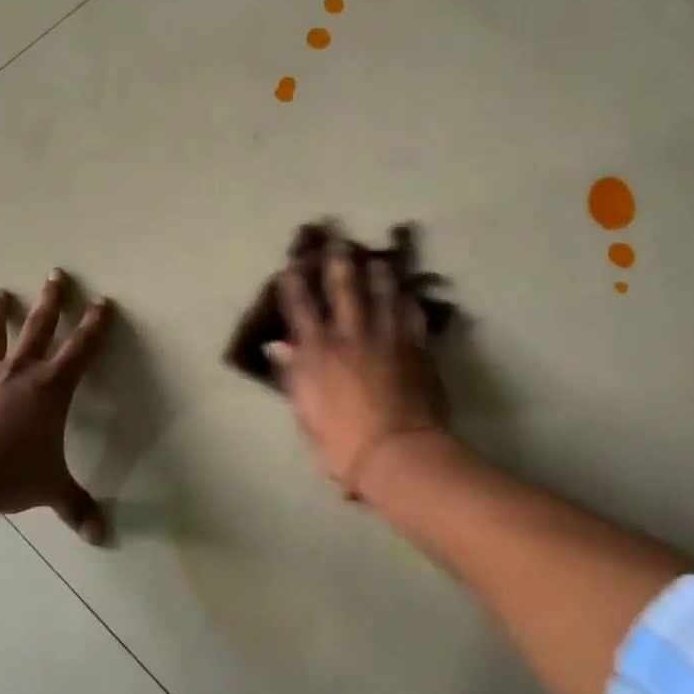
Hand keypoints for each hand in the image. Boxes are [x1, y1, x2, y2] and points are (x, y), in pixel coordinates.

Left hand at [0, 270, 113, 541]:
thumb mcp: (51, 490)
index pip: (82, 349)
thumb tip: (100, 537)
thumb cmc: (12, 475)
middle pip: (40, 327)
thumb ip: (76, 507)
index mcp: (52, 388)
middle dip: (52, 299)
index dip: (95, 325)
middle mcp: (20, 372)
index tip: (104, 302)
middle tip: (56, 273)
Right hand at [268, 245, 447, 499]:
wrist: (394, 452)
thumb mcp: (306, 410)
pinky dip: (409, 304)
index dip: (295, 284)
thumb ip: (293, 373)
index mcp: (317, 350)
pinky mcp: (415, 347)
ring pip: (383, 294)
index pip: (301, 307)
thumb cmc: (340, 441)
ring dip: (380, 274)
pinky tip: (410, 295)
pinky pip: (412, 317)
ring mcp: (386, 337)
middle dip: (339, 262)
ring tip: (380, 260)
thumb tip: (277, 346)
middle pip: (344, 288)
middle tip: (340, 242)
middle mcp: (350, 334)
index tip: (293, 266)